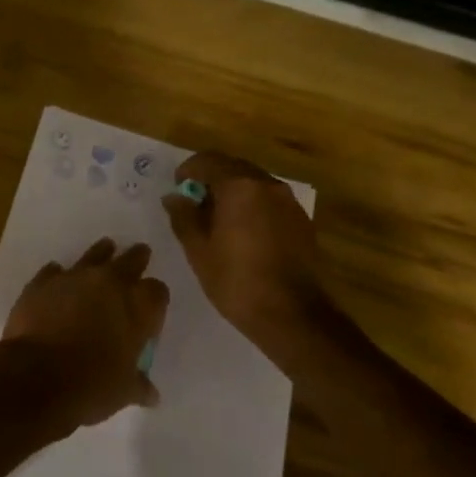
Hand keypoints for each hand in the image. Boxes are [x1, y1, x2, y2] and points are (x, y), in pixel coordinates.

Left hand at [2, 237, 168, 427]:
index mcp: (138, 307)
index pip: (157, 291)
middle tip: (140, 254)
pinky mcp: (42, 282)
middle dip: (136, 259)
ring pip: (94, 255)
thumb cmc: (92, 385)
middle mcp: (109, 283)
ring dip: (101, 253)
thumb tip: (152, 395)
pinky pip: (54, 271)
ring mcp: (73, 277)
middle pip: (130, 260)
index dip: (156, 297)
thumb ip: (139, 385)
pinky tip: (57, 278)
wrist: (37, 376)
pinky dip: (58, 275)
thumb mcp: (123, 391)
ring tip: (106, 249)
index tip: (152, 305)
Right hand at [162, 151, 333, 344]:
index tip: (177, 187)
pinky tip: (243, 234)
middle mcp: (267, 185)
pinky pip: (270, 202)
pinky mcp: (301, 221)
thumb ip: (183, 217)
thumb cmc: (236, 280)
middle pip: (233, 168)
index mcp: (240, 186)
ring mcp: (289, 203)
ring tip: (217, 220)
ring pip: (254, 184)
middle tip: (194, 203)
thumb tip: (174, 198)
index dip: (188, 170)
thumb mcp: (198, 250)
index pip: (208, 160)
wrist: (292, 315)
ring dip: (233, 192)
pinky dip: (253, 207)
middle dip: (211, 179)